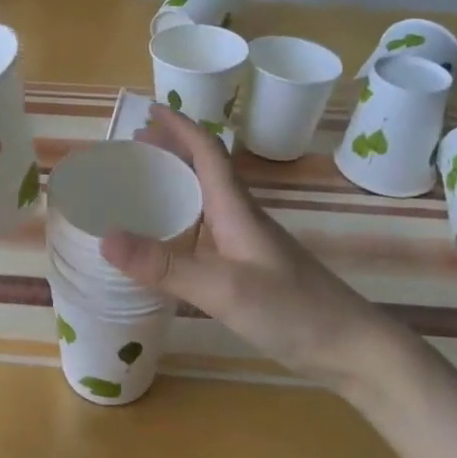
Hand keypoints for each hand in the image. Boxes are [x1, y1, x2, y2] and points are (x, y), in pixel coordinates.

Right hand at [100, 104, 391, 384]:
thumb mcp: (222, 288)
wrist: (352, 348)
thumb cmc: (292, 310)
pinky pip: (208, 228)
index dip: (179, 126)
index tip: (150, 110)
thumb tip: (104, 238)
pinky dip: (183, 219)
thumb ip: (164, 266)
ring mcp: (248, 242)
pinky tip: (169, 241)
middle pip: (204, 168)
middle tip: (133, 147)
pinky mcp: (250, 267)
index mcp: (236, 208)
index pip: (206, 150)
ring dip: (177, 182)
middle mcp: (241, 216)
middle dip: (171, 149)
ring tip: (142, 185)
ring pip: (206, 198)